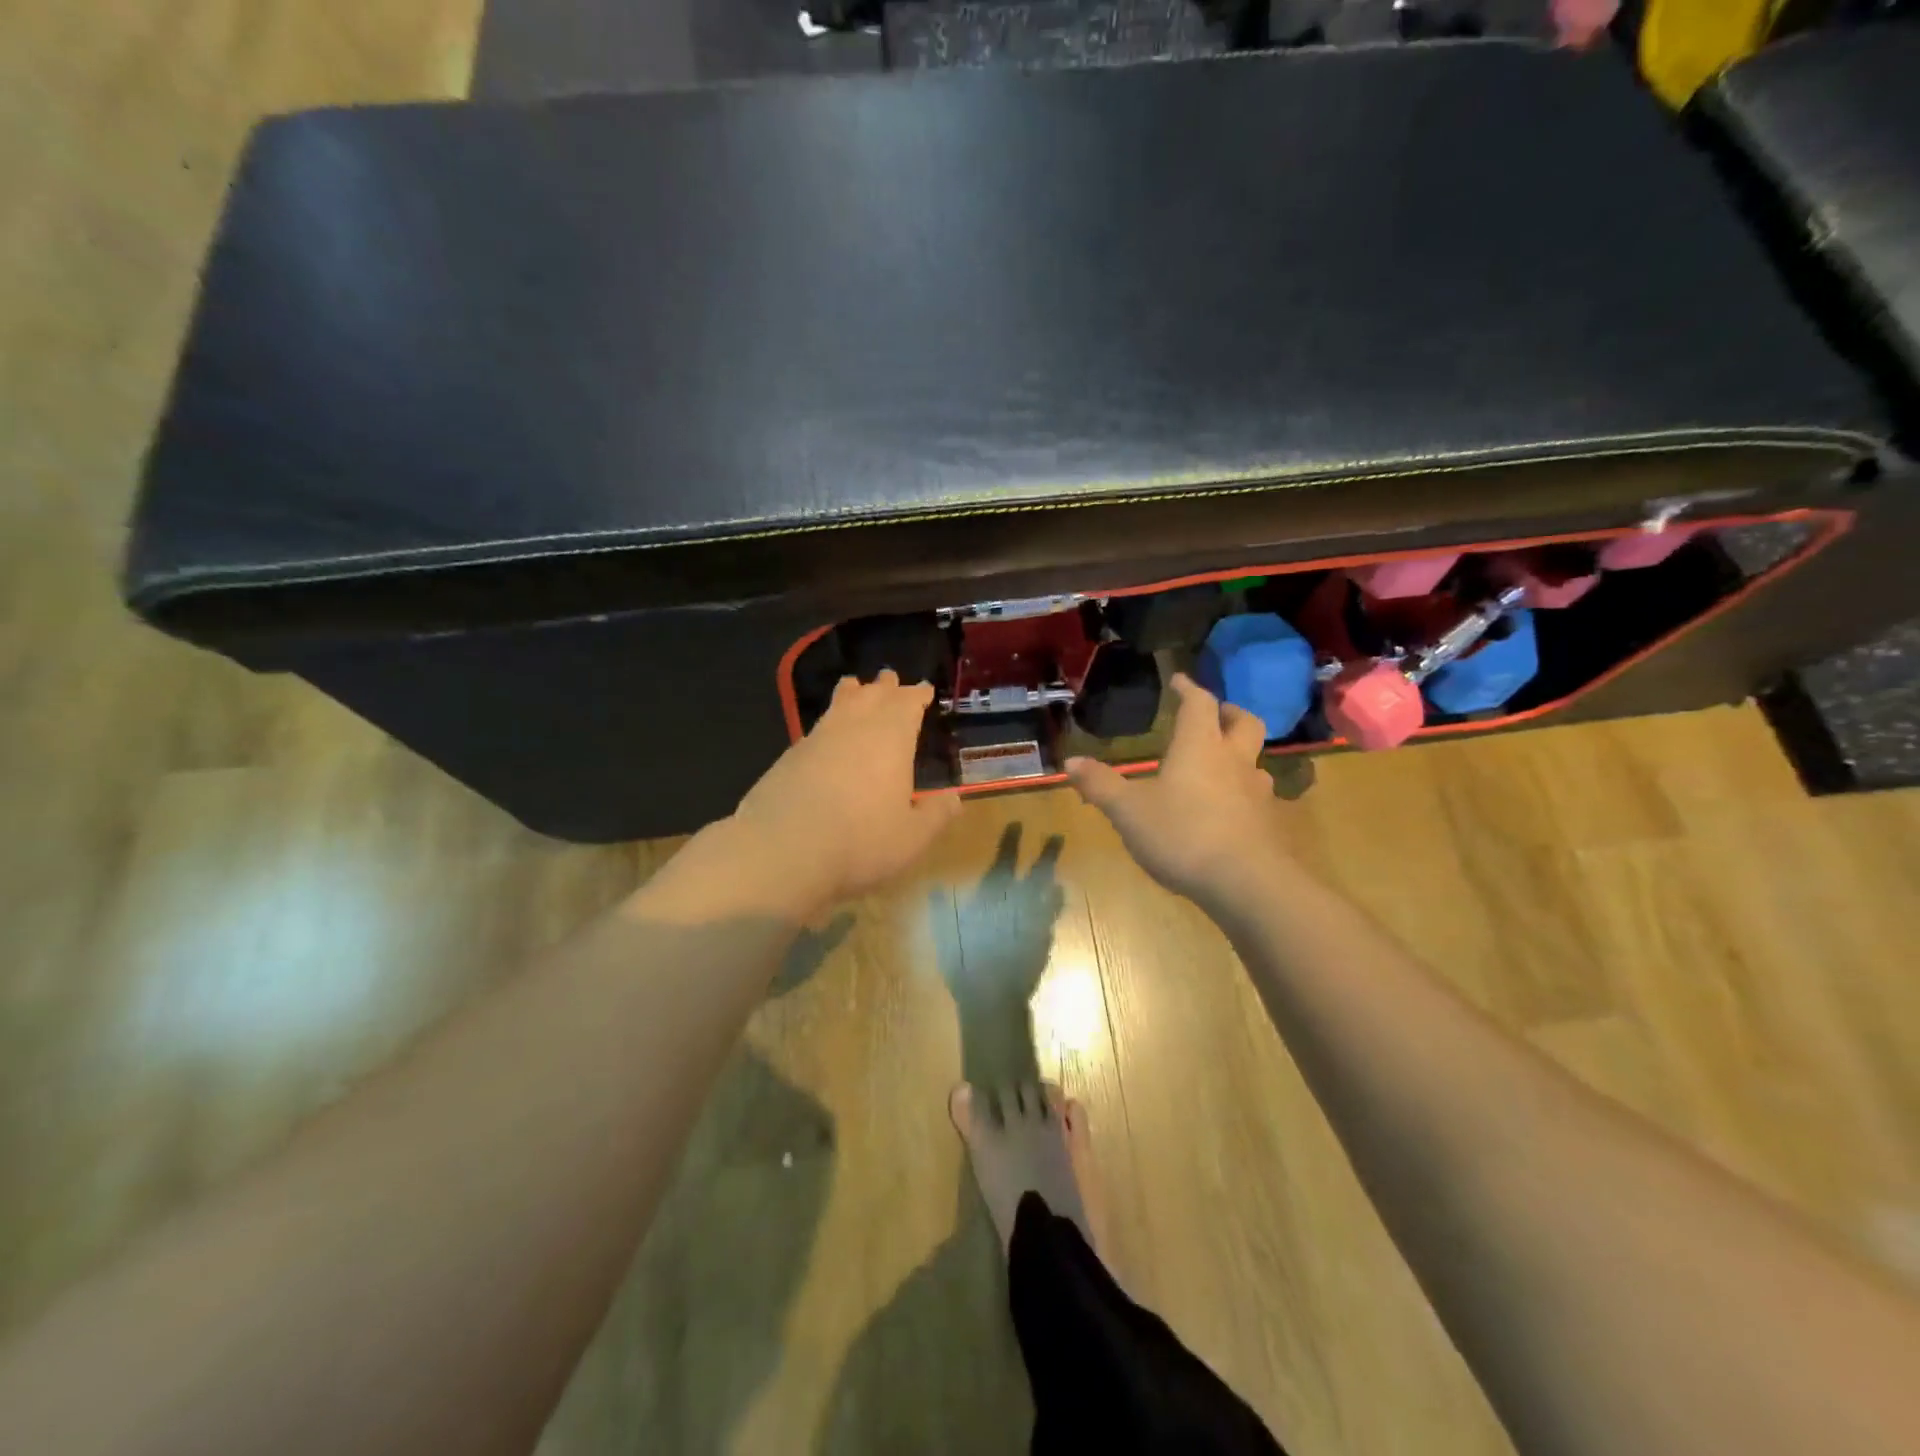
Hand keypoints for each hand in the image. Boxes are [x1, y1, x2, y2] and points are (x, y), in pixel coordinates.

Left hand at [729, 671, 961, 911]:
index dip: (917, 695)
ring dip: (852, 694)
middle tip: (890, 679)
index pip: (907, 704)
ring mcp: (817, 738)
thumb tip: (954, 799)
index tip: (923, 690)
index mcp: (891, 737)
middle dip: (885, 687)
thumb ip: (935, 816)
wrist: (782, 849)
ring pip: (839, 704)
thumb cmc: (860, 841)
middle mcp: (854, 727)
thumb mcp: (911, 838)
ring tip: (855, 687)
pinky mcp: (789, 756)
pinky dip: (829, 722)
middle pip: (872, 695)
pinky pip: (817, 728)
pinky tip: (827, 735)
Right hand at [1066, 673, 1289, 906]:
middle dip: (1229, 713)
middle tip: (1214, 714)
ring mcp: (1256, 792)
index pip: (1199, 704)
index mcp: (1199, 746)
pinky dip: (1243, 793)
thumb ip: (1100, 785)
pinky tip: (1228, 811)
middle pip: (1244, 722)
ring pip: (1255, 761)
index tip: (1179, 680)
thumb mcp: (1128, 810)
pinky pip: (1257, 796)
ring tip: (1220, 765)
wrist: (1245, 882)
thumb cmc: (1182, 833)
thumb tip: (1071, 762)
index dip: (1189, 688)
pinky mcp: (1268, 823)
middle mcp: (1233, 761)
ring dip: (1239, 755)